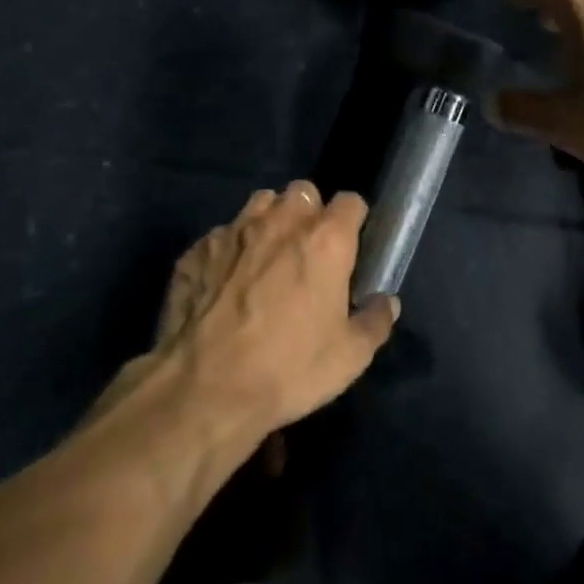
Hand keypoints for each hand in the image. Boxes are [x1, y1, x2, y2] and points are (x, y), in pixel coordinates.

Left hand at [154, 183, 397, 437]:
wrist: (203, 390)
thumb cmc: (288, 369)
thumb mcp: (349, 357)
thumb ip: (375, 322)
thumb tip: (386, 302)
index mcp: (325, 240)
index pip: (351, 202)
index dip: (353, 221)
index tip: (351, 244)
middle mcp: (281, 222)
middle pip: (303, 192)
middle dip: (309, 213)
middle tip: (308, 251)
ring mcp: (234, 231)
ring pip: (259, 203)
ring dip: (269, 221)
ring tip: (266, 256)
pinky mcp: (197, 250)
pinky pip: (221, 236)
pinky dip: (229, 251)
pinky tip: (224, 283)